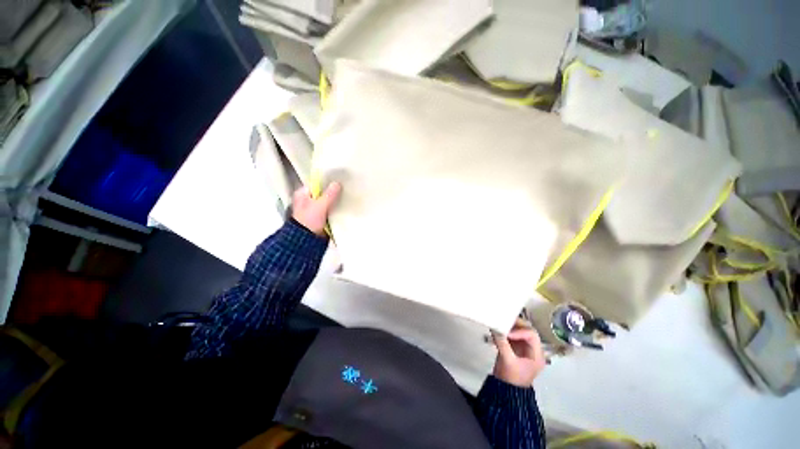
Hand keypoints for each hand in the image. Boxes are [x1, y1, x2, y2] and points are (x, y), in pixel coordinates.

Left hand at [291, 183, 340, 235]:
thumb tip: (337, 183)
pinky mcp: (319, 217)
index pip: (316, 183)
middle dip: (332, 193)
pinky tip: (343, 207)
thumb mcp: (320, 205)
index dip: (327, 182)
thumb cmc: (309, 220)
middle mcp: (306, 200)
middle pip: (322, 193)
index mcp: (302, 194)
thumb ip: (329, 194)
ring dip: (334, 201)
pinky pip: (329, 210)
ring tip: (346, 197)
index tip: (339, 181)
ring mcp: (313, 209)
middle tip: (344, 189)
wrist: (307, 240)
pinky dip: (334, 209)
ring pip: (326, 202)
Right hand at [491, 320, 545, 386]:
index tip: (507, 333)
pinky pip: (512, 335)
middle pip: (527, 330)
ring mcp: (524, 348)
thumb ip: (502, 343)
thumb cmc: (511, 378)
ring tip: (499, 325)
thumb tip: (494, 328)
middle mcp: (532, 349)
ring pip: (519, 331)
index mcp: (537, 354)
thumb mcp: (507, 361)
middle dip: (515, 325)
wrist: (505, 391)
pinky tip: (496, 331)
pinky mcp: (515, 348)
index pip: (532, 335)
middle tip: (503, 322)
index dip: (519, 331)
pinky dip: (505, 331)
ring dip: (509, 327)